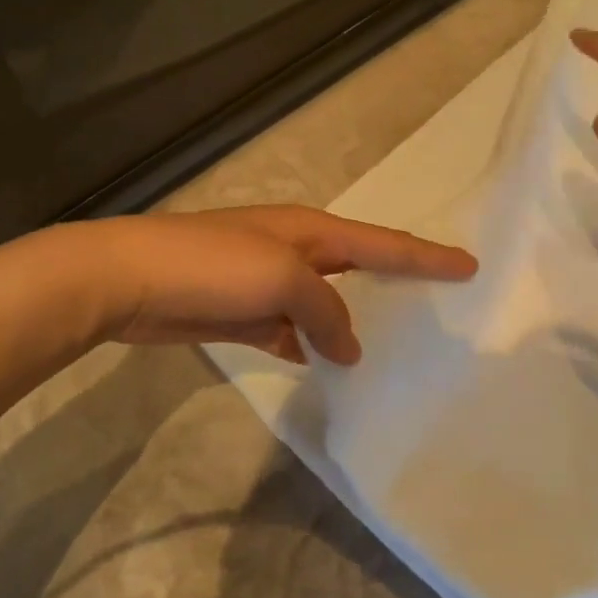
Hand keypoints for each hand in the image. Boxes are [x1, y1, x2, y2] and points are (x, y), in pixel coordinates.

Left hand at [85, 206, 476, 363]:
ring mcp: (266, 283)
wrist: (127, 279)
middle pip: (358, 269)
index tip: (469, 267)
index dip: (428, 256)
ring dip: (350, 324)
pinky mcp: (242, 313)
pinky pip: (290, 330)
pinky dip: (309, 346)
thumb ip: (326, 311)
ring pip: (324, 305)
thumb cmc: (212, 266)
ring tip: (388, 348)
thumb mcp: (283, 279)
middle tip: (436, 305)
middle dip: (396, 283)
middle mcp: (295, 252)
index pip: (384, 243)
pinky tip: (324, 366)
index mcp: (311, 232)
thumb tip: (348, 347)